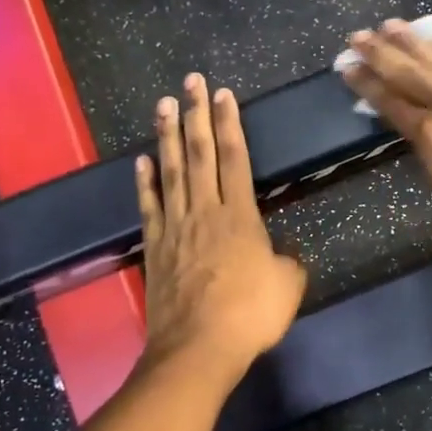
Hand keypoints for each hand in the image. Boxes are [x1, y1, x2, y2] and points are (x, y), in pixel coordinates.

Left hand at [136, 74, 306, 380]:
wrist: (199, 349)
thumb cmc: (250, 315)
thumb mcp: (288, 287)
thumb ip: (289, 263)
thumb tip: (284, 254)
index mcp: (240, 217)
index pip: (235, 159)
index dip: (229, 124)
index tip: (223, 94)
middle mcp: (205, 212)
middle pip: (200, 154)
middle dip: (196, 115)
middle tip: (190, 82)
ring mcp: (175, 228)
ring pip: (172, 173)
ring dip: (168, 137)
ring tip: (164, 105)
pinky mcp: (155, 248)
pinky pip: (149, 208)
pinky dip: (145, 183)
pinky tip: (142, 162)